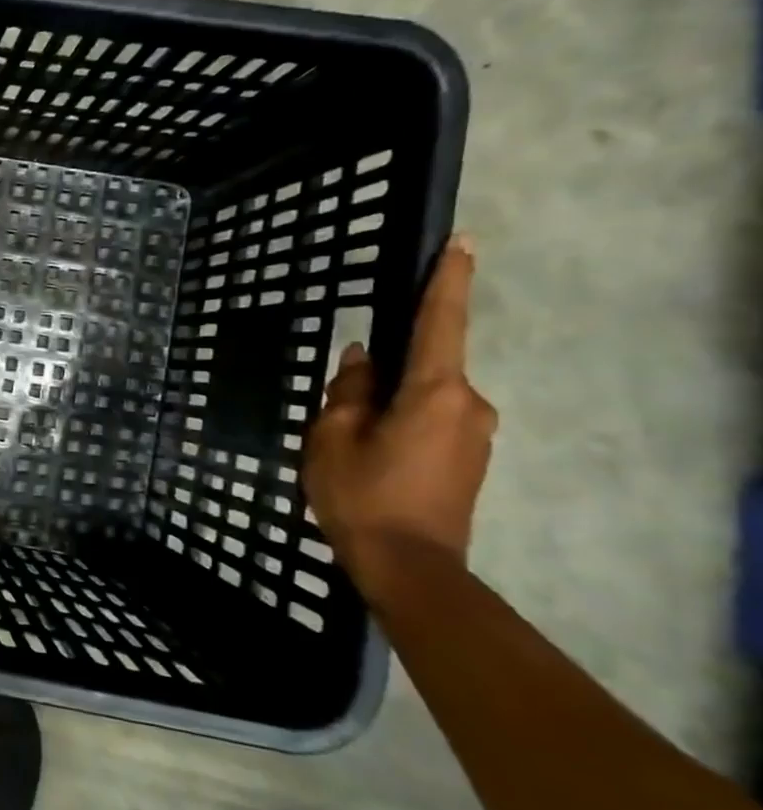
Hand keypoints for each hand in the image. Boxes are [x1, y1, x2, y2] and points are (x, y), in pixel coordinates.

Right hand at [304, 236, 497, 597]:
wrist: (408, 566)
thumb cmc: (362, 494)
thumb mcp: (333, 436)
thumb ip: (349, 391)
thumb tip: (363, 360)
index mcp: (436, 392)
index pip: (440, 323)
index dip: (447, 281)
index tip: (460, 243)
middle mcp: (469, 405)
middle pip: (426, 366)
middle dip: (387, 370)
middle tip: (342, 402)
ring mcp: (475, 434)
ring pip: (425, 397)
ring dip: (390, 402)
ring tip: (349, 436)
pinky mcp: (470, 460)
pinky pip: (432, 421)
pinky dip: (401, 422)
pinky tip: (370, 453)